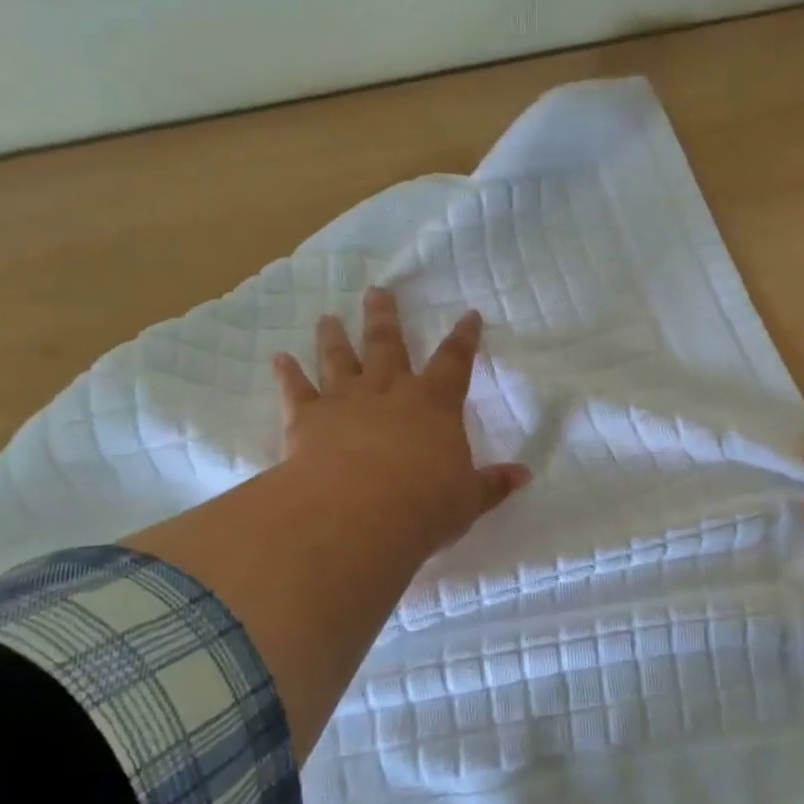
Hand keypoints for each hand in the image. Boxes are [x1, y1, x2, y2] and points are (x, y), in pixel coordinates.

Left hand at [272, 287, 529, 556]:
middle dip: (385, 318)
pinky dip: (287, 374)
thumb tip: (524, 475)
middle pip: (388, 346)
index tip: (470, 315)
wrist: (359, 513)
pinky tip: (279, 358)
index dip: (464, 338)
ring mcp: (345, 401)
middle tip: (377, 291)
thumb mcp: (469, 499)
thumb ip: (493, 484)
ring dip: (334, 337)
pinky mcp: (307, 420)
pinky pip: (296, 391)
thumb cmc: (425, 504)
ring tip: (327, 317)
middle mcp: (390, 392)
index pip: (455, 362)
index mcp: (434, 404)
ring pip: (339, 359)